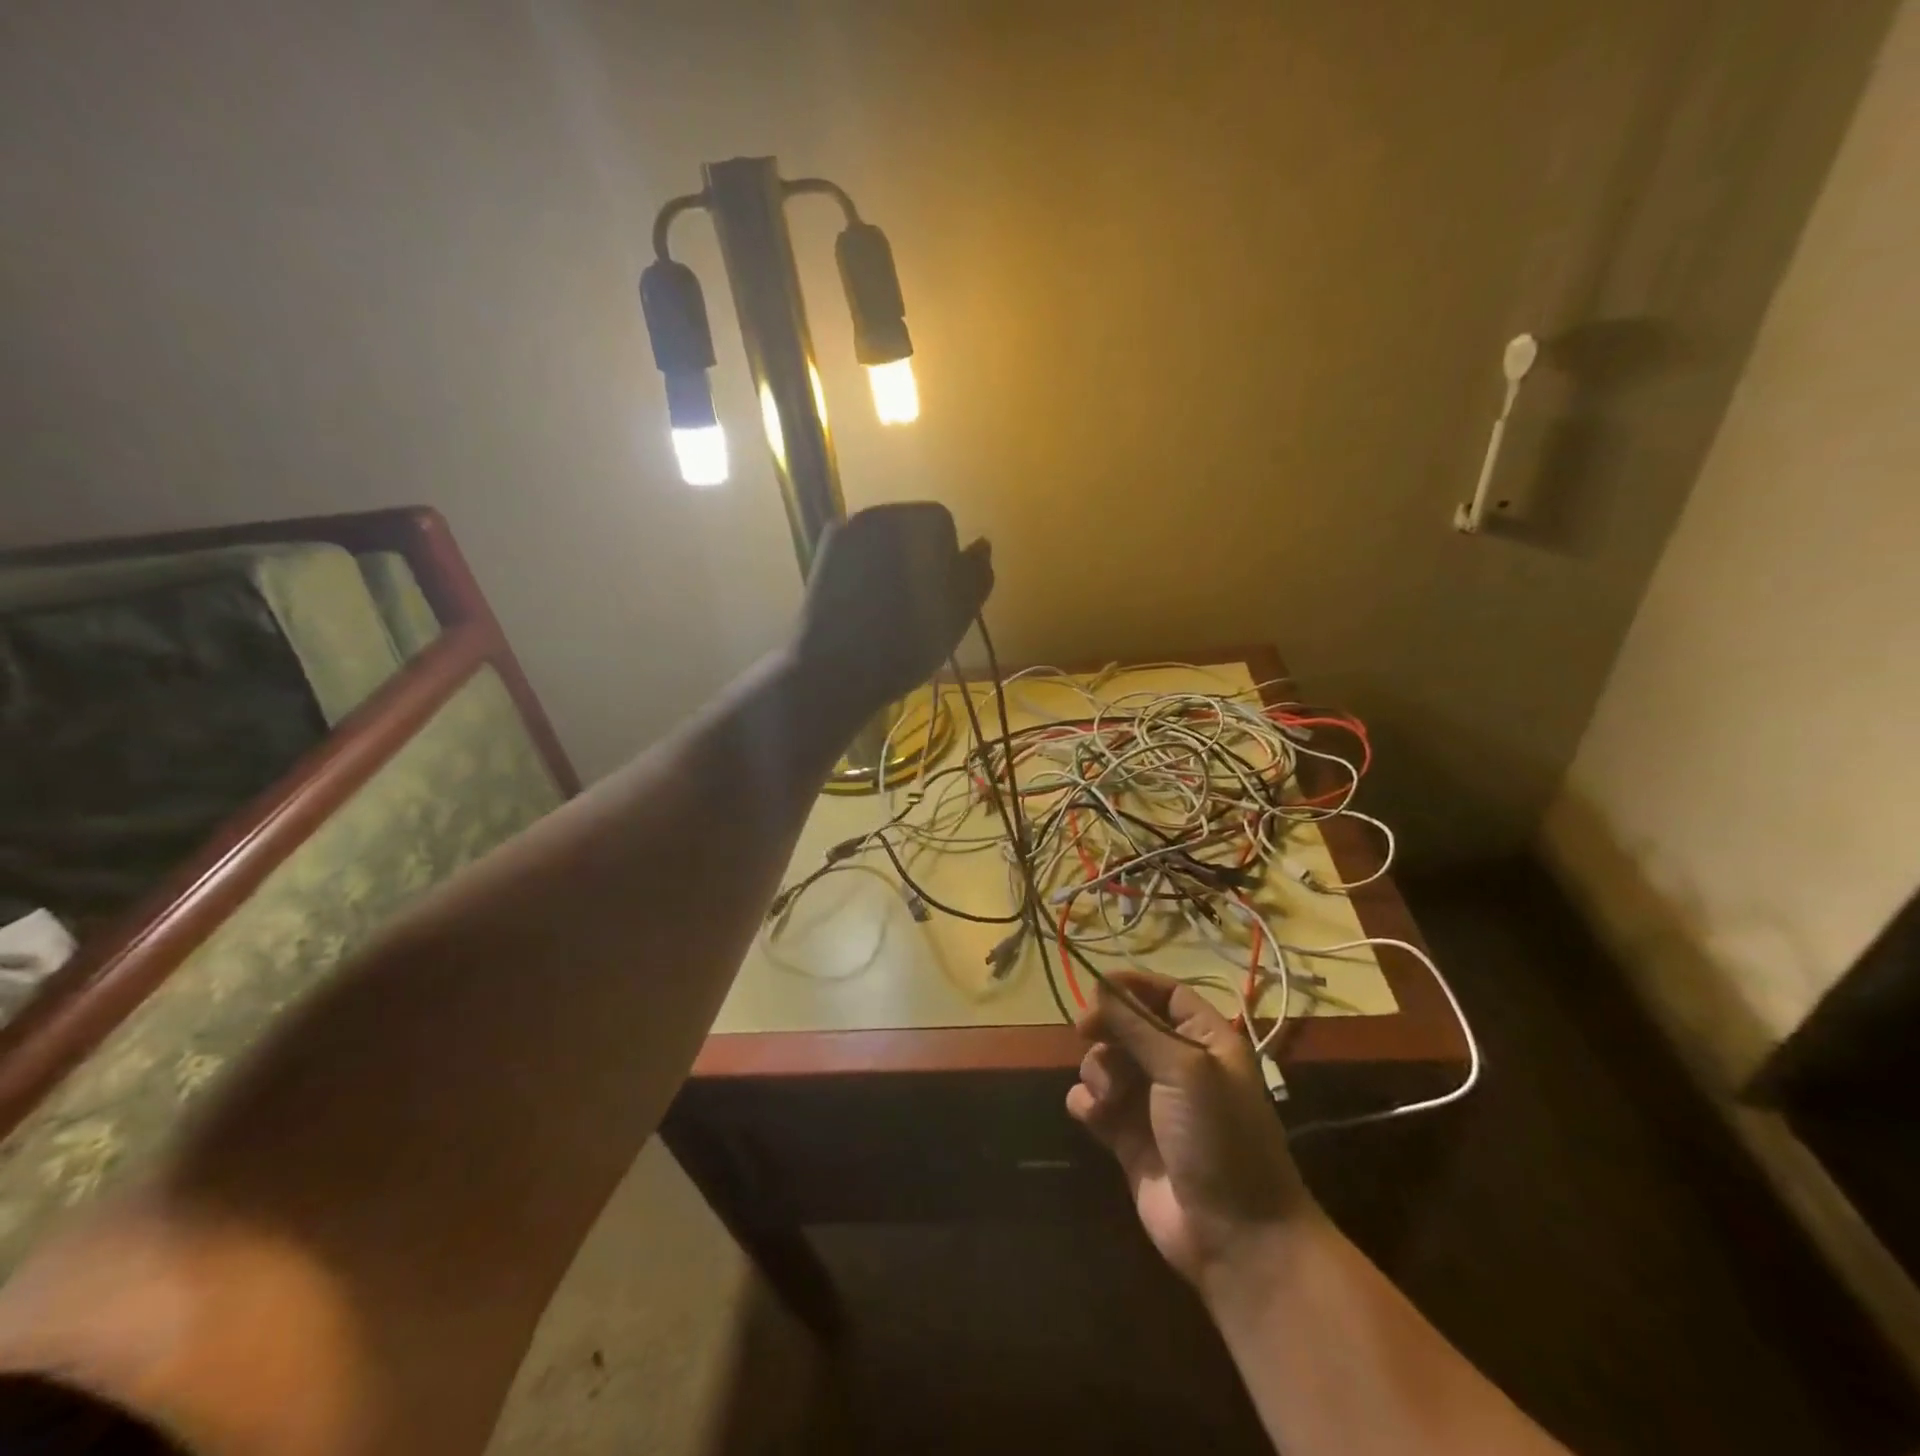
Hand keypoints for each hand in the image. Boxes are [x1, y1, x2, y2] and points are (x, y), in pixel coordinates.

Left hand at [794, 503, 992, 715]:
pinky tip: (862, 609)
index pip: (944, 525)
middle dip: (917, 560)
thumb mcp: (959, 614)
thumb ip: (976, 574)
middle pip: (910, 530)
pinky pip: (856, 557)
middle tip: (915, 606)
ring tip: (887, 612)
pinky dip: (864, 575)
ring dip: (891, 568)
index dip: (947, 563)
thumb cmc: (908, 642)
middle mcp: (878, 512)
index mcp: (918, 520)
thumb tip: (981, 545)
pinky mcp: (821, 555)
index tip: (939, 598)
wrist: (836, 669)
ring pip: (882, 544)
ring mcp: (844, 531)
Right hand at [1068, 971, 1315, 1285]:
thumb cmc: (1219, 1138)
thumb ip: (1136, 1025)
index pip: (1166, 995)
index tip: (1097, 988)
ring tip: (1107, 1096)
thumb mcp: (1184, 1069)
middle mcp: (1179, 1067)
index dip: (1132, 986)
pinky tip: (1091, 1114)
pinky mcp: (1128, 1139)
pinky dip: (1086, 1103)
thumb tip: (1099, 985)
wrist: (1237, 1238)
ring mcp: (1152, 1104)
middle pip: (1128, 1026)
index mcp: (1207, 1042)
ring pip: (1107, 1063)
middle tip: (1085, 1032)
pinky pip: (1095, 1104)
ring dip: (1097, 1070)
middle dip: (1106, 1028)